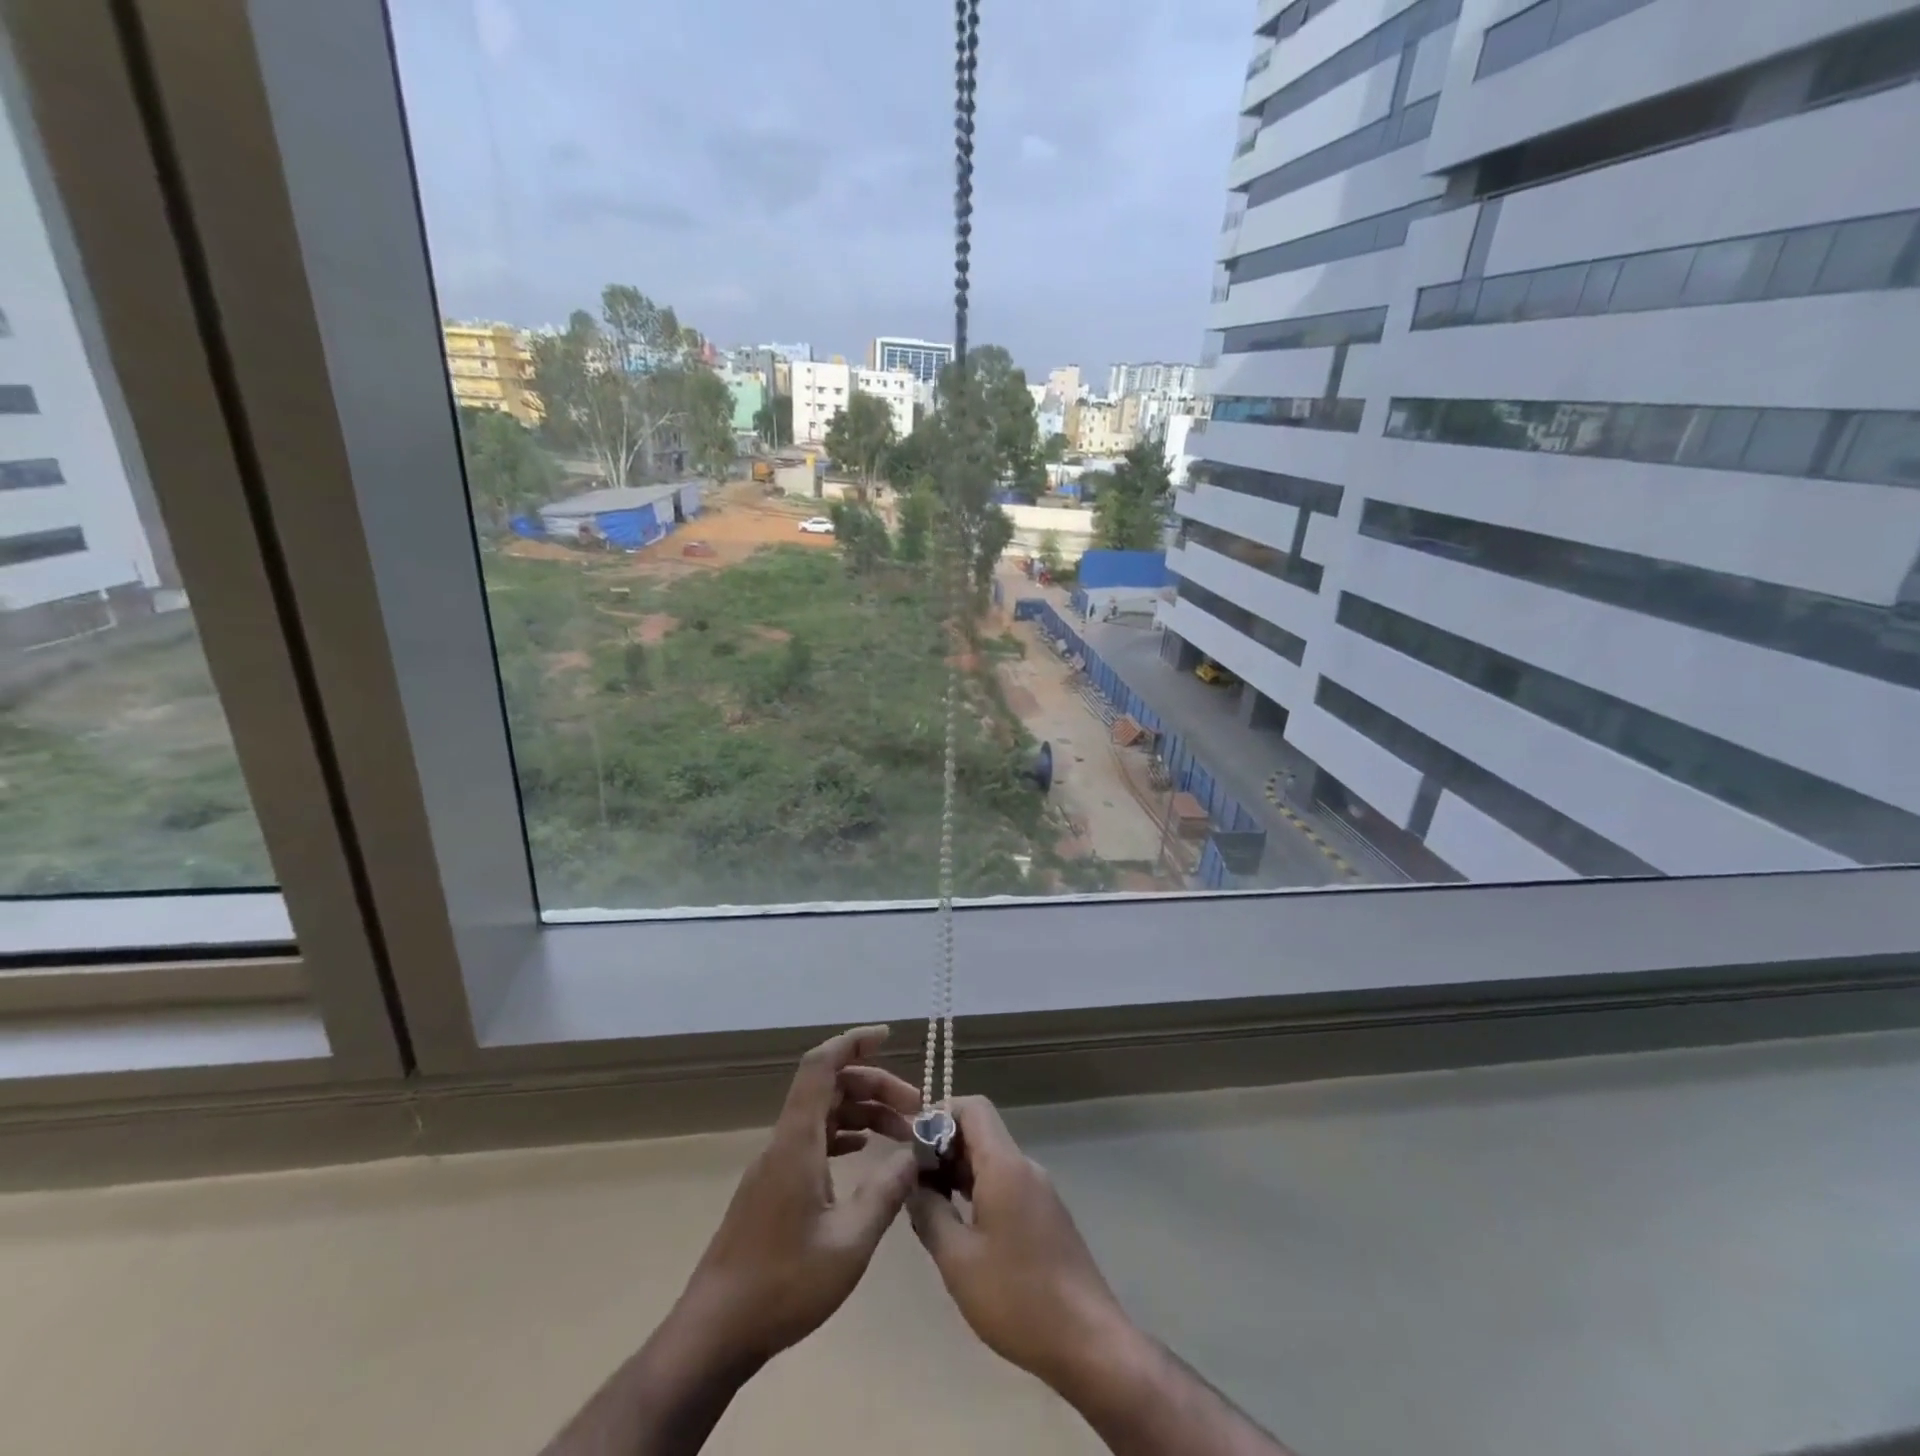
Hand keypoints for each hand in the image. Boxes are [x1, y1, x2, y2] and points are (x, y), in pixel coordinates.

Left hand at [675, 1025, 921, 1367]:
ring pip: (823, 1113)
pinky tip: (866, 1152)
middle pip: (829, 1087)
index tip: (888, 1036)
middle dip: (874, 1085)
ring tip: (902, 1132)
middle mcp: (784, 1141)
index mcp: (797, 1141)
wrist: (715, 1333)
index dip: (853, 1042)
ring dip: (862, 1112)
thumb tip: (914, 1154)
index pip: (821, 1066)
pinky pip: (813, 1138)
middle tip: (915, 1107)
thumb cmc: (783, 1285)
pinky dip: (844, 1134)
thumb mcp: (850, 1243)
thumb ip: (886, 1192)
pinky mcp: (773, 1187)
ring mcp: (776, 1164)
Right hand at [908, 1095, 1131, 1391]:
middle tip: (914, 1183)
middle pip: (982, 1133)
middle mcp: (1025, 1167)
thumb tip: (912, 1184)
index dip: (940, 1114)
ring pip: (993, 1162)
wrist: (1089, 1341)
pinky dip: (979, 1192)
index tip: (913, 1145)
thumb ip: (929, 1213)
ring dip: (960, 1173)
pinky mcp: (1047, 1217)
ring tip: (931, 1207)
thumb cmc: (1017, 1297)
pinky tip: (963, 1230)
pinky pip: (1007, 1186)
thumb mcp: (958, 1260)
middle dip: (944, 1148)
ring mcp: (1040, 1192)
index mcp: (1004, 1165)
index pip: (973, 1108)